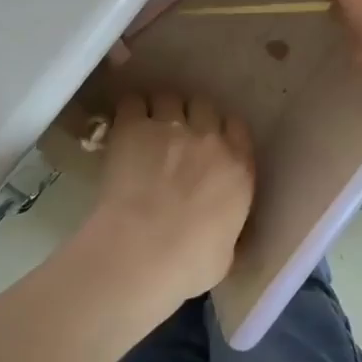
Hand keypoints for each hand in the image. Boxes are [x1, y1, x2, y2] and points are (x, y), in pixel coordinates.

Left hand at [78, 92, 254, 306]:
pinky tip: (124, 124)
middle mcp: (208, 139)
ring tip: (147, 127)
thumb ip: (228, 229)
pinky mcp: (134, 127)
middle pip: (203, 105)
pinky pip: (133, 102)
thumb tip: (222, 232)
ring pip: (169, 98)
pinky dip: (130, 109)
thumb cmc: (189, 264)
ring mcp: (170, 128)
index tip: (210, 141)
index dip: (222, 130)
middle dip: (191, 116)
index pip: (237, 127)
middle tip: (175, 135)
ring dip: (160, 110)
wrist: (143, 251)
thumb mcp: (226, 253)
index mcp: (238, 168)